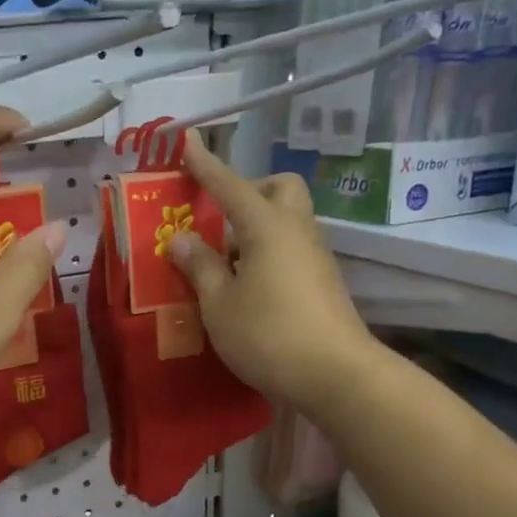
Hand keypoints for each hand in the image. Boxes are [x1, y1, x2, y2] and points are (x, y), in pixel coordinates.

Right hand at [164, 139, 373, 411]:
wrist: (334, 374)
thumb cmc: (267, 334)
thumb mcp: (219, 304)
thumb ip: (200, 267)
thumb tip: (182, 238)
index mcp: (267, 227)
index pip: (230, 185)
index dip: (206, 165)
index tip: (187, 141)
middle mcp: (296, 231)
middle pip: (279, 189)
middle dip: (249, 191)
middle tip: (219, 221)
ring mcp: (315, 257)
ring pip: (286, 221)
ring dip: (255, 229)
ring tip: (223, 266)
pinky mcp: (323, 282)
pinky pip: (291, 250)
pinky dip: (267, 255)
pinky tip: (248, 289)